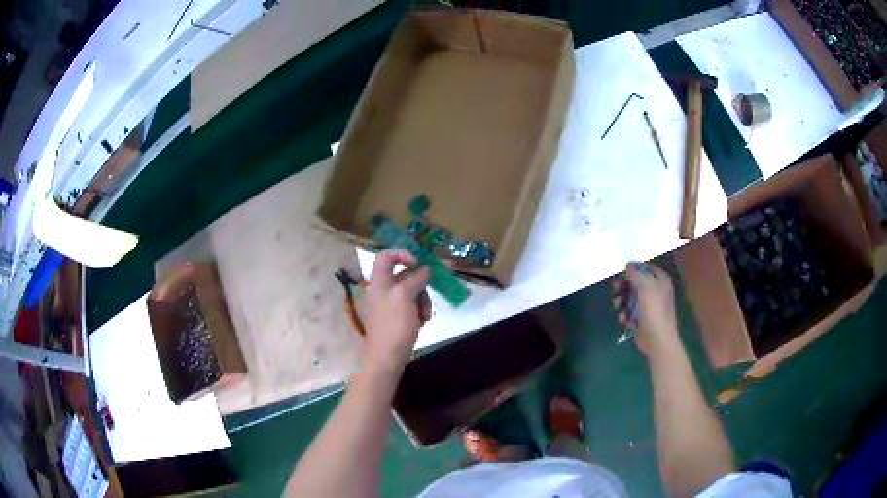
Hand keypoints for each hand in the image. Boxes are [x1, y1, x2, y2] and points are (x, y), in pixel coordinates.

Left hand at [363, 250, 430, 371]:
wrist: (386, 358)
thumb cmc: (394, 325)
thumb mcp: (405, 297)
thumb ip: (415, 279)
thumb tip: (424, 269)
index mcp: (379, 282)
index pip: (387, 256)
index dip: (403, 255)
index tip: (419, 265)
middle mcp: (382, 290)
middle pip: (404, 276)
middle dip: (420, 285)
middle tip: (426, 300)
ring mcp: (388, 306)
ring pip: (410, 292)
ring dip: (422, 301)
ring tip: (425, 317)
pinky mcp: (395, 319)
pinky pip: (410, 307)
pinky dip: (418, 312)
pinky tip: (422, 323)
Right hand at [613, 262, 679, 357]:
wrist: (657, 339)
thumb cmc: (654, 310)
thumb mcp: (645, 286)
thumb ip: (635, 274)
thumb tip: (628, 265)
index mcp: (661, 281)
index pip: (647, 268)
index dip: (634, 268)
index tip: (622, 271)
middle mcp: (655, 292)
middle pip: (636, 283)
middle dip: (624, 286)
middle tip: (615, 288)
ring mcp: (648, 306)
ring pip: (630, 297)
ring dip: (621, 301)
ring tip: (618, 306)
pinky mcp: (641, 319)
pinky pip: (630, 312)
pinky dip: (625, 314)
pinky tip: (624, 320)